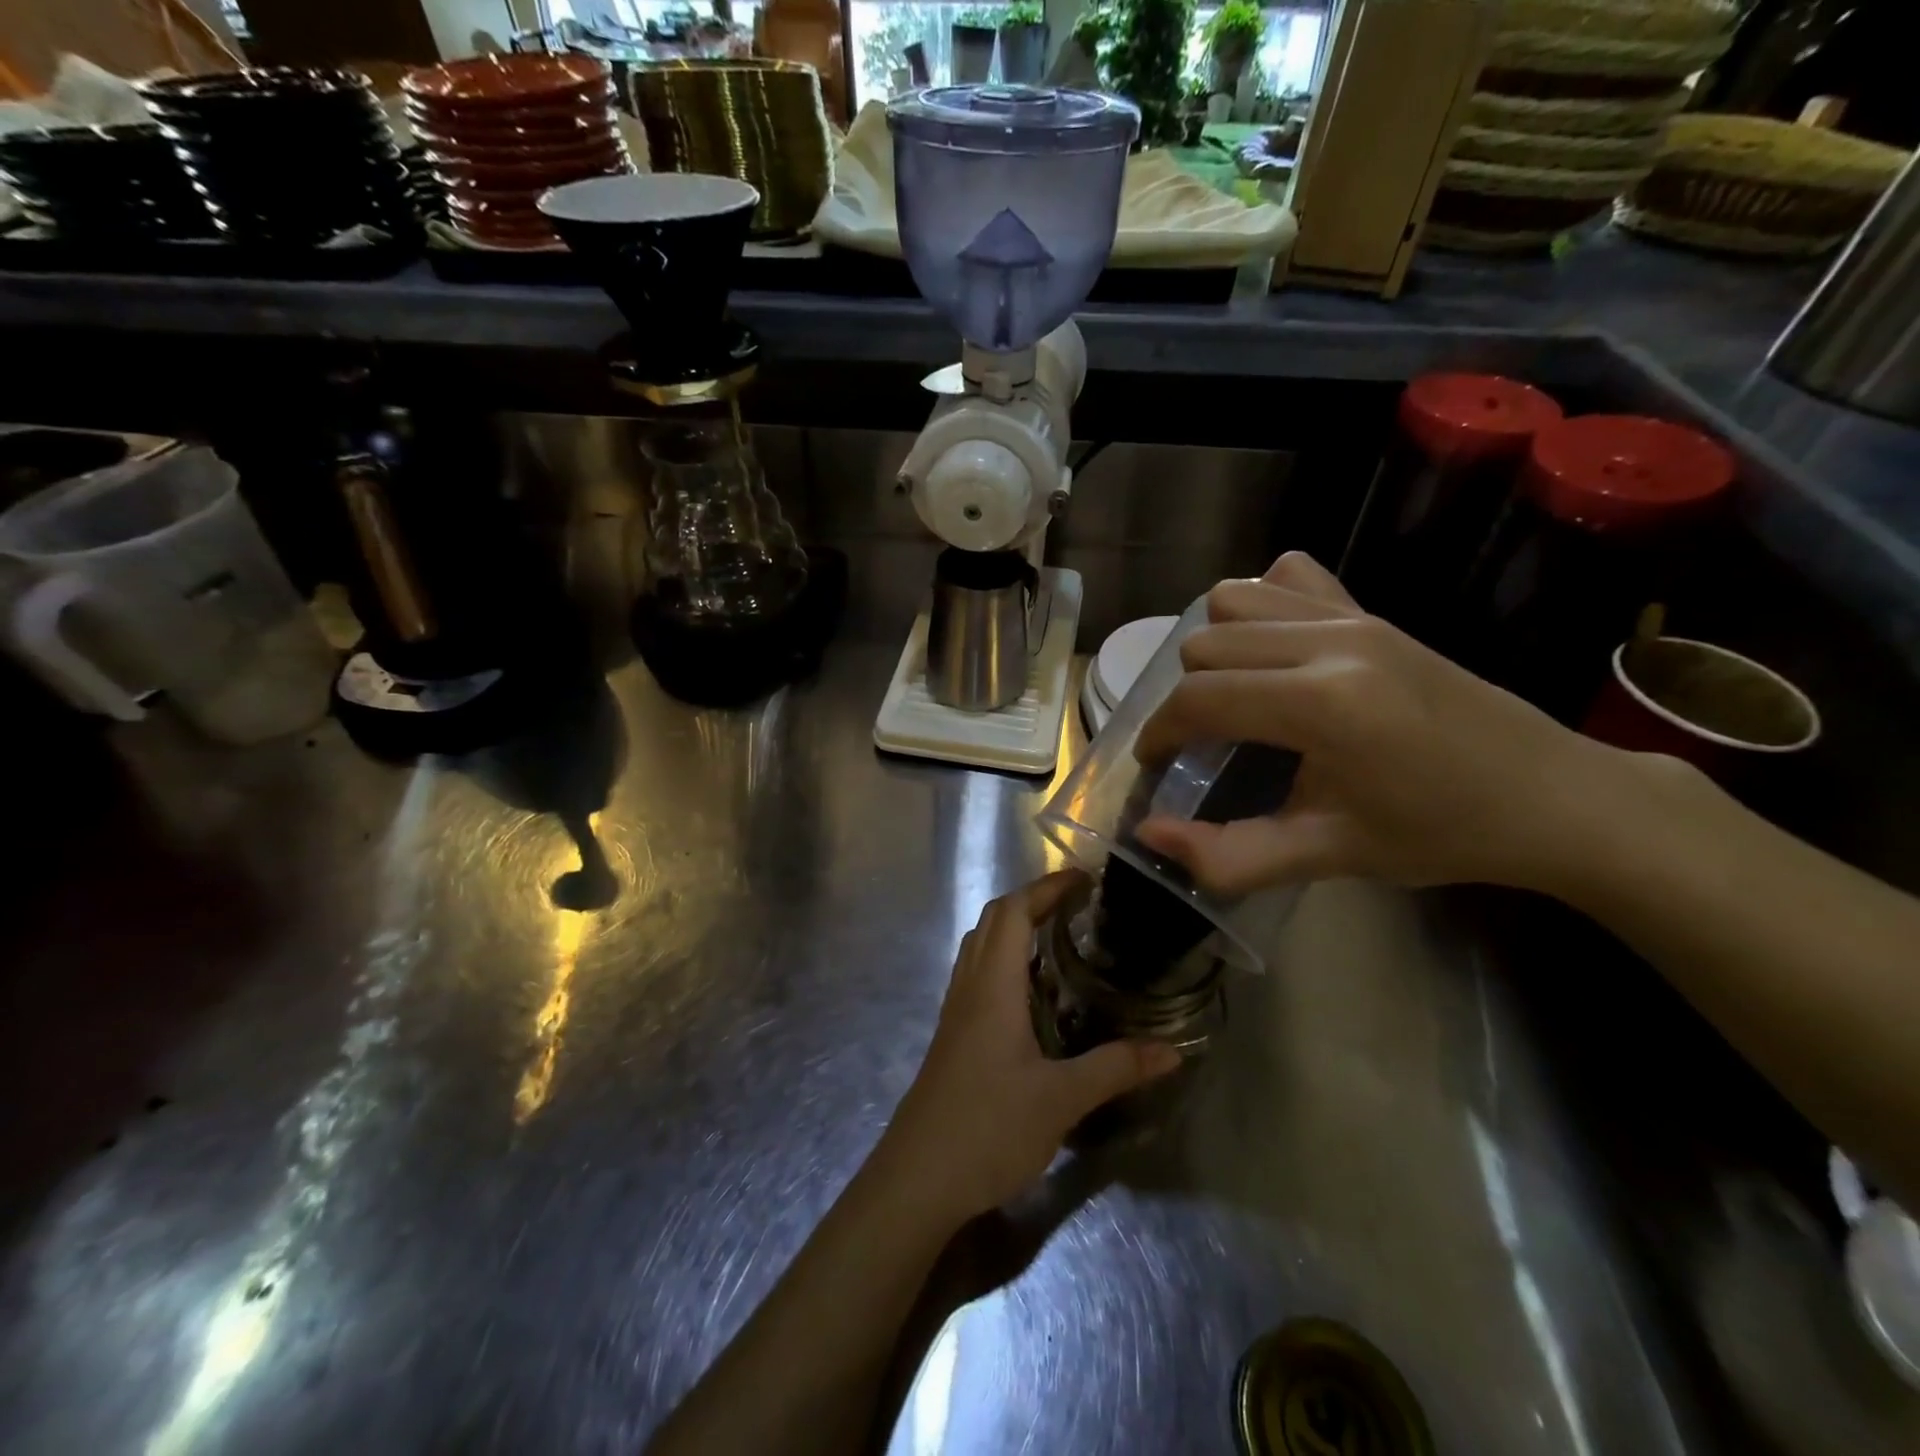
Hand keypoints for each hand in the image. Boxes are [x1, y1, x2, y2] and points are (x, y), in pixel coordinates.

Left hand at [880, 871, 1181, 1224]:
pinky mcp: (952, 1036)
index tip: (1085, 879)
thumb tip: (1173, 1050)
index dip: (1047, 887)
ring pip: (980, 946)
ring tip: (1058, 937)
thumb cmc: (988, 1128)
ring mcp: (955, 1011)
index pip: (1014, 912)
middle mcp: (969, 987)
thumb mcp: (1061, 1099)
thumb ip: (1116, 1068)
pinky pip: (977, 975)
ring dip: (1014, 927)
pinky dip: (1004, 960)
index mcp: (993, 986)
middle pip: (993, 920)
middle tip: (1077, 905)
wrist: (917, 1178)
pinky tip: (1031, 992)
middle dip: (1033, 900)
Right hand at [1133, 552, 1648, 896]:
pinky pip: (1287, 577)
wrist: (1552, 795)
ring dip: (1215, 648)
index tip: (1157, 765)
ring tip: (1233, 695)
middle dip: (1184, 698)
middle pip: (1204, 645)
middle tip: (1201, 744)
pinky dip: (1260, 606)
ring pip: (1233, 601)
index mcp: (1321, 704)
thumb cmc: (1439, 833)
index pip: (1198, 699)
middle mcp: (1329, 642)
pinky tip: (1275, 651)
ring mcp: (1353, 616)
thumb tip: (1150, 834)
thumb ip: (1231, 855)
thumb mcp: (1330, 855)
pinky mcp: (1372, 610)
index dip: (1159, 734)